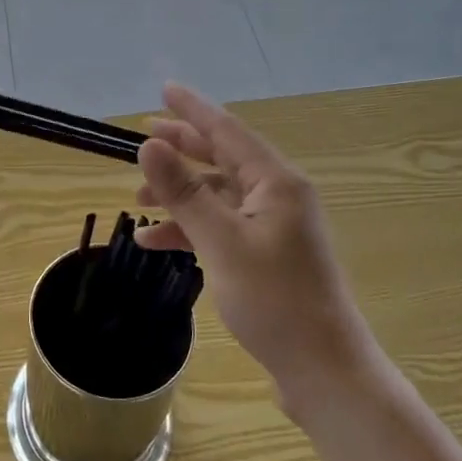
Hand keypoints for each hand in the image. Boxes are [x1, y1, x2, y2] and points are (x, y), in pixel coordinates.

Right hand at [134, 83, 373, 413]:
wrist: (323, 371)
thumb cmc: (274, 301)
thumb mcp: (220, 242)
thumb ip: (183, 191)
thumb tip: (149, 145)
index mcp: (275, 182)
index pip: (227, 131)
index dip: (193, 109)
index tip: (164, 89)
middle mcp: (277, 195)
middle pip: (222, 158)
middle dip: (182, 149)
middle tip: (144, 138)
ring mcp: (273, 226)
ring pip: (218, 194)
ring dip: (179, 194)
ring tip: (138, 200)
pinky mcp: (267, 254)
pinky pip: (221, 226)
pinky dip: (190, 228)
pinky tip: (155, 242)